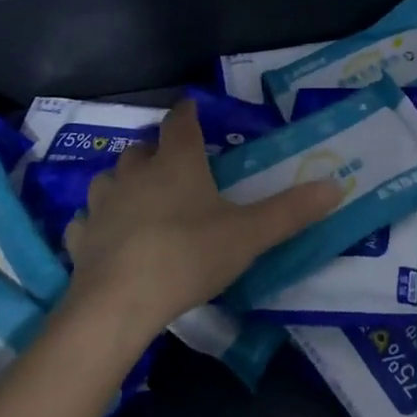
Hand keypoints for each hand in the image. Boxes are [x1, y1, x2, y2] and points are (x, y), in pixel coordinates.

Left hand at [62, 99, 340, 337]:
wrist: (118, 305)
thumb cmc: (188, 256)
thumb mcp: (248, 235)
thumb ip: (291, 211)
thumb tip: (336, 186)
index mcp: (177, 162)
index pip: (181, 122)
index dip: (188, 114)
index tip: (194, 112)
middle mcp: (136, 172)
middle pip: (143, 148)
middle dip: (157, 151)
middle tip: (175, 167)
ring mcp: (103, 204)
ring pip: (110, 179)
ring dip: (124, 183)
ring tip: (140, 199)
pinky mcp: (80, 238)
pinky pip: (87, 220)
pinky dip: (98, 222)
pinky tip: (107, 238)